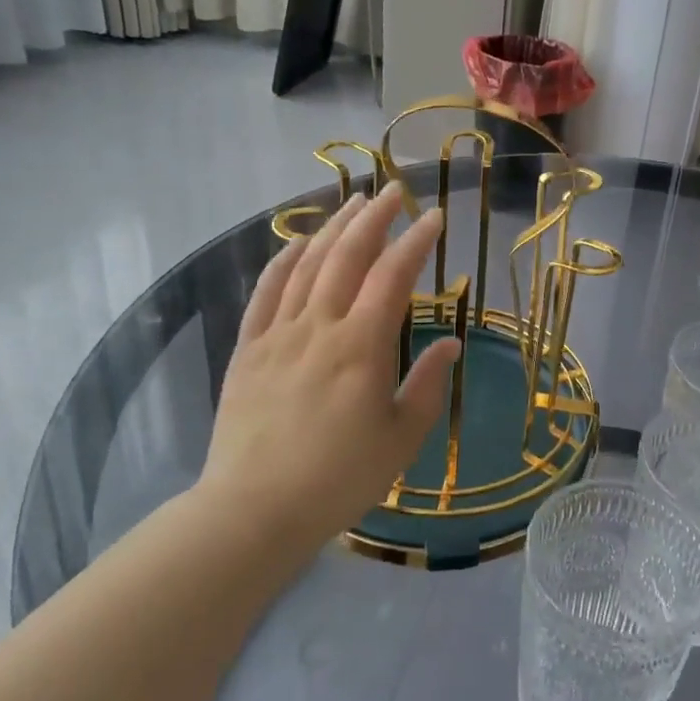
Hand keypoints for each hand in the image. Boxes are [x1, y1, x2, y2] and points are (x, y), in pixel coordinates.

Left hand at [197, 183, 460, 551]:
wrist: (254, 510)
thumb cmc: (340, 478)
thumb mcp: (402, 438)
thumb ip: (428, 384)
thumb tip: (450, 344)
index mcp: (362, 346)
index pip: (393, 276)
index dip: (417, 241)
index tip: (436, 217)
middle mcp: (319, 326)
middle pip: (348, 256)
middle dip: (374, 217)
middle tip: (394, 190)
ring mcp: (278, 334)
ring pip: (307, 265)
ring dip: (333, 228)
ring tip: (354, 203)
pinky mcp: (249, 349)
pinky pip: (266, 292)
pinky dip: (284, 260)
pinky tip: (299, 243)